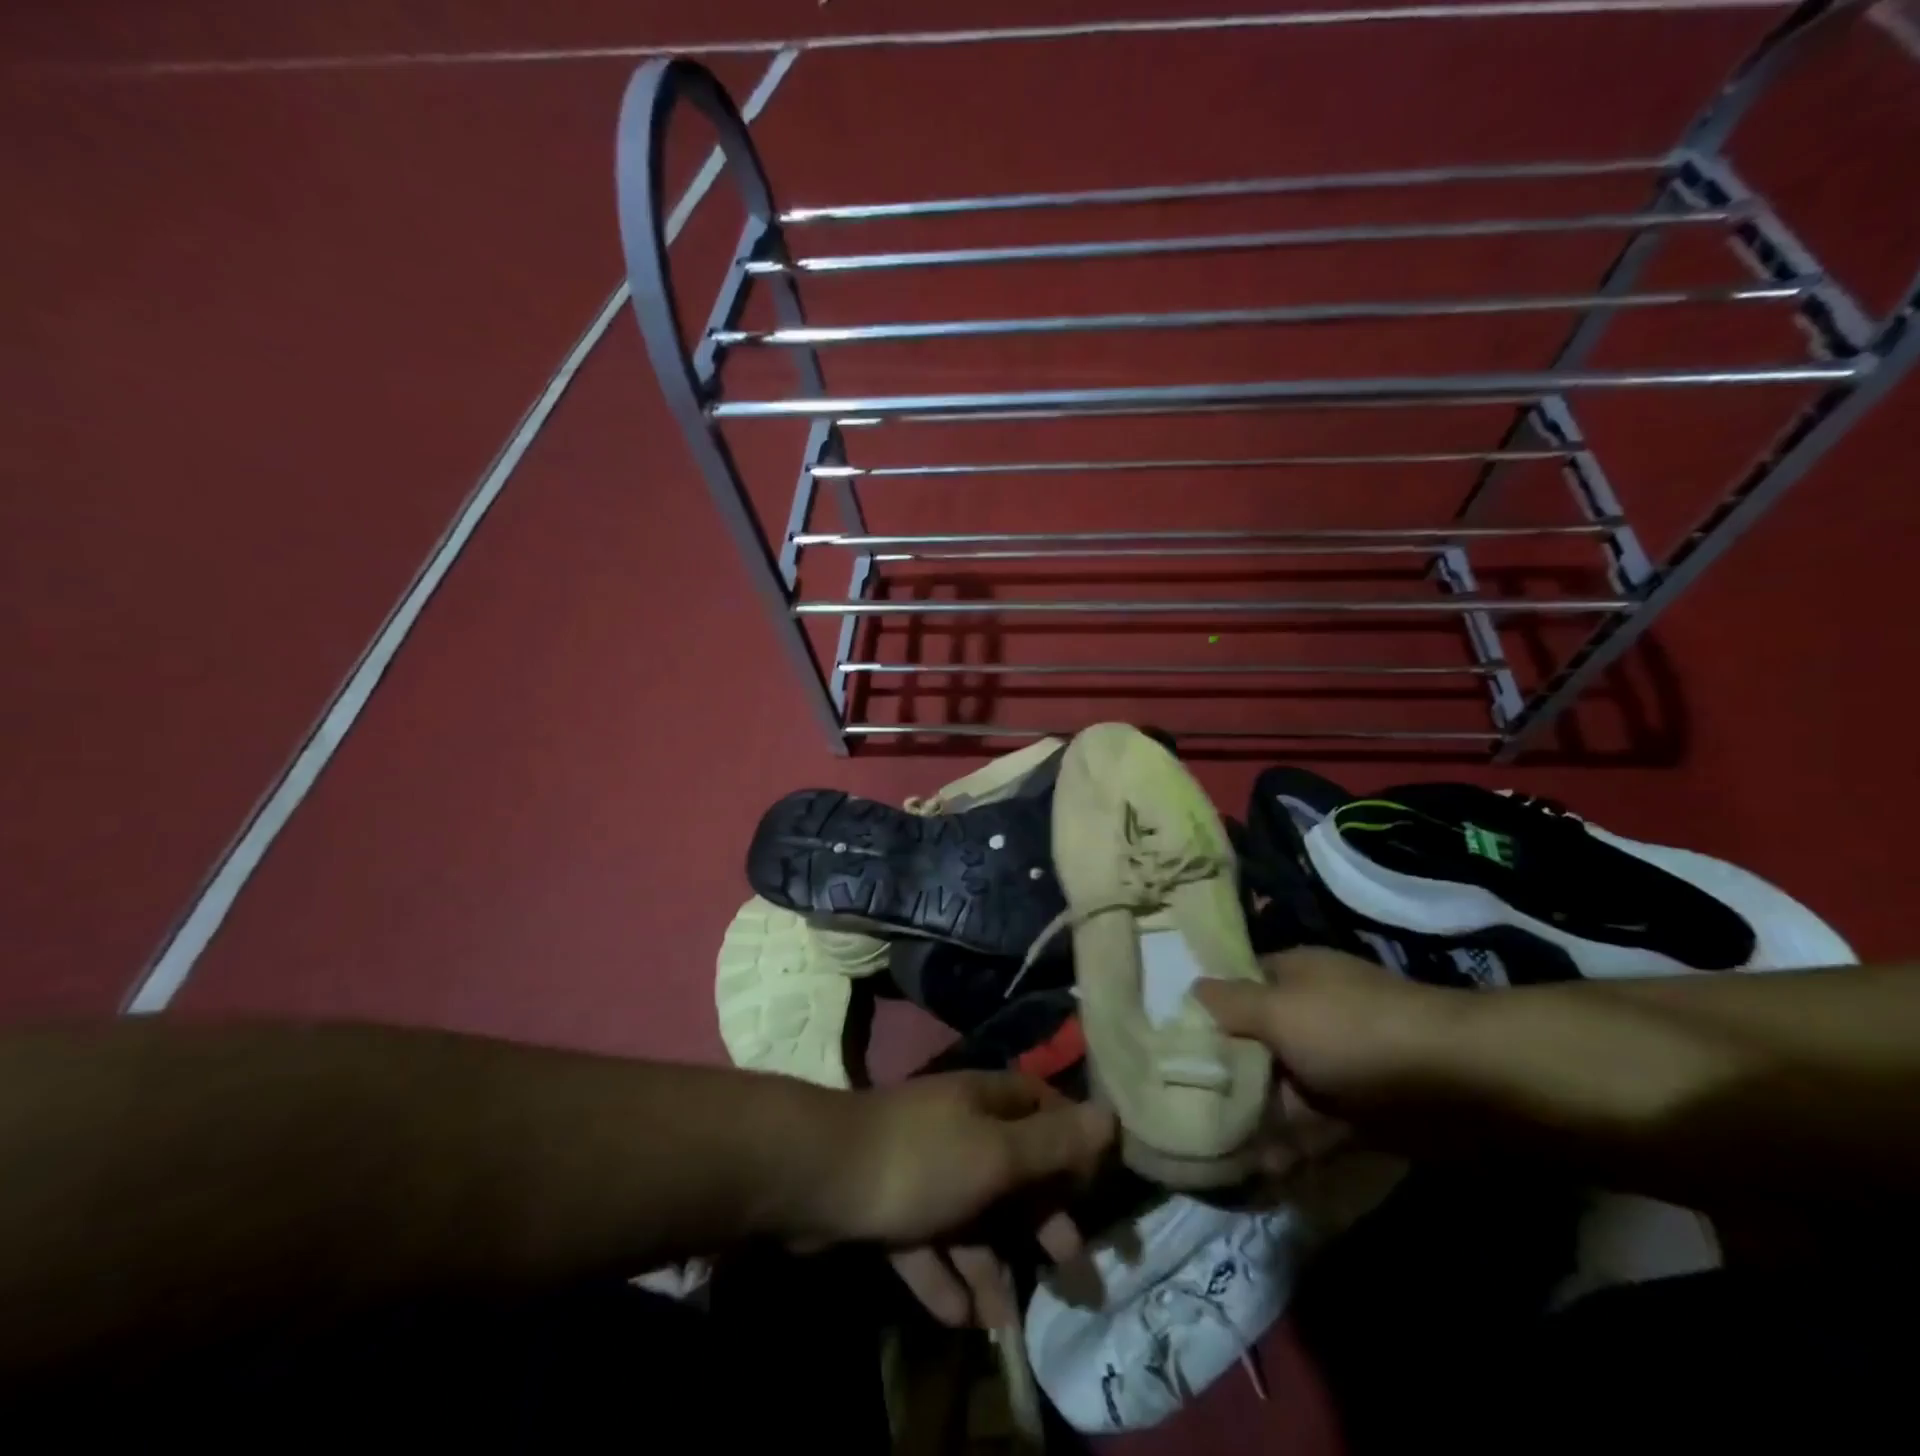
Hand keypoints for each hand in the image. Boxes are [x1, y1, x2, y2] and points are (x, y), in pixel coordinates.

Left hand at [827, 1073, 1114, 1327]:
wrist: (823, 1176)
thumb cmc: (924, 1159)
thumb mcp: (999, 1154)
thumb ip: (1054, 1144)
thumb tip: (1111, 1115)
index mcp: (985, 1102)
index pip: (1042, 1109)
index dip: (1072, 1144)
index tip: (1096, 1189)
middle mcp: (957, 1128)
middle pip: (1012, 1172)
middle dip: (1041, 1221)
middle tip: (1074, 1272)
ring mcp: (922, 1167)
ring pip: (971, 1216)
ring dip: (990, 1264)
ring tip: (1009, 1316)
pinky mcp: (890, 1205)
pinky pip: (929, 1243)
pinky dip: (945, 1276)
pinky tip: (960, 1318)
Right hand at [1196, 947, 1460, 1152]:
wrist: (1460, 1085)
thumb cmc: (1354, 1032)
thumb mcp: (1279, 1010)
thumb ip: (1230, 1005)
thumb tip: (1191, 988)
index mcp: (1292, 978)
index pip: (1236, 987)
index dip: (1203, 1009)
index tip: (1166, 1039)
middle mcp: (1310, 1016)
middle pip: (1254, 1042)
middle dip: (1222, 1073)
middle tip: (1178, 1105)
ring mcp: (1335, 1066)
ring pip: (1281, 1090)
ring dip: (1253, 1118)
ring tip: (1212, 1148)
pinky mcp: (1358, 1113)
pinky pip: (1313, 1129)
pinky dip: (1290, 1148)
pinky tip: (1261, 1171)